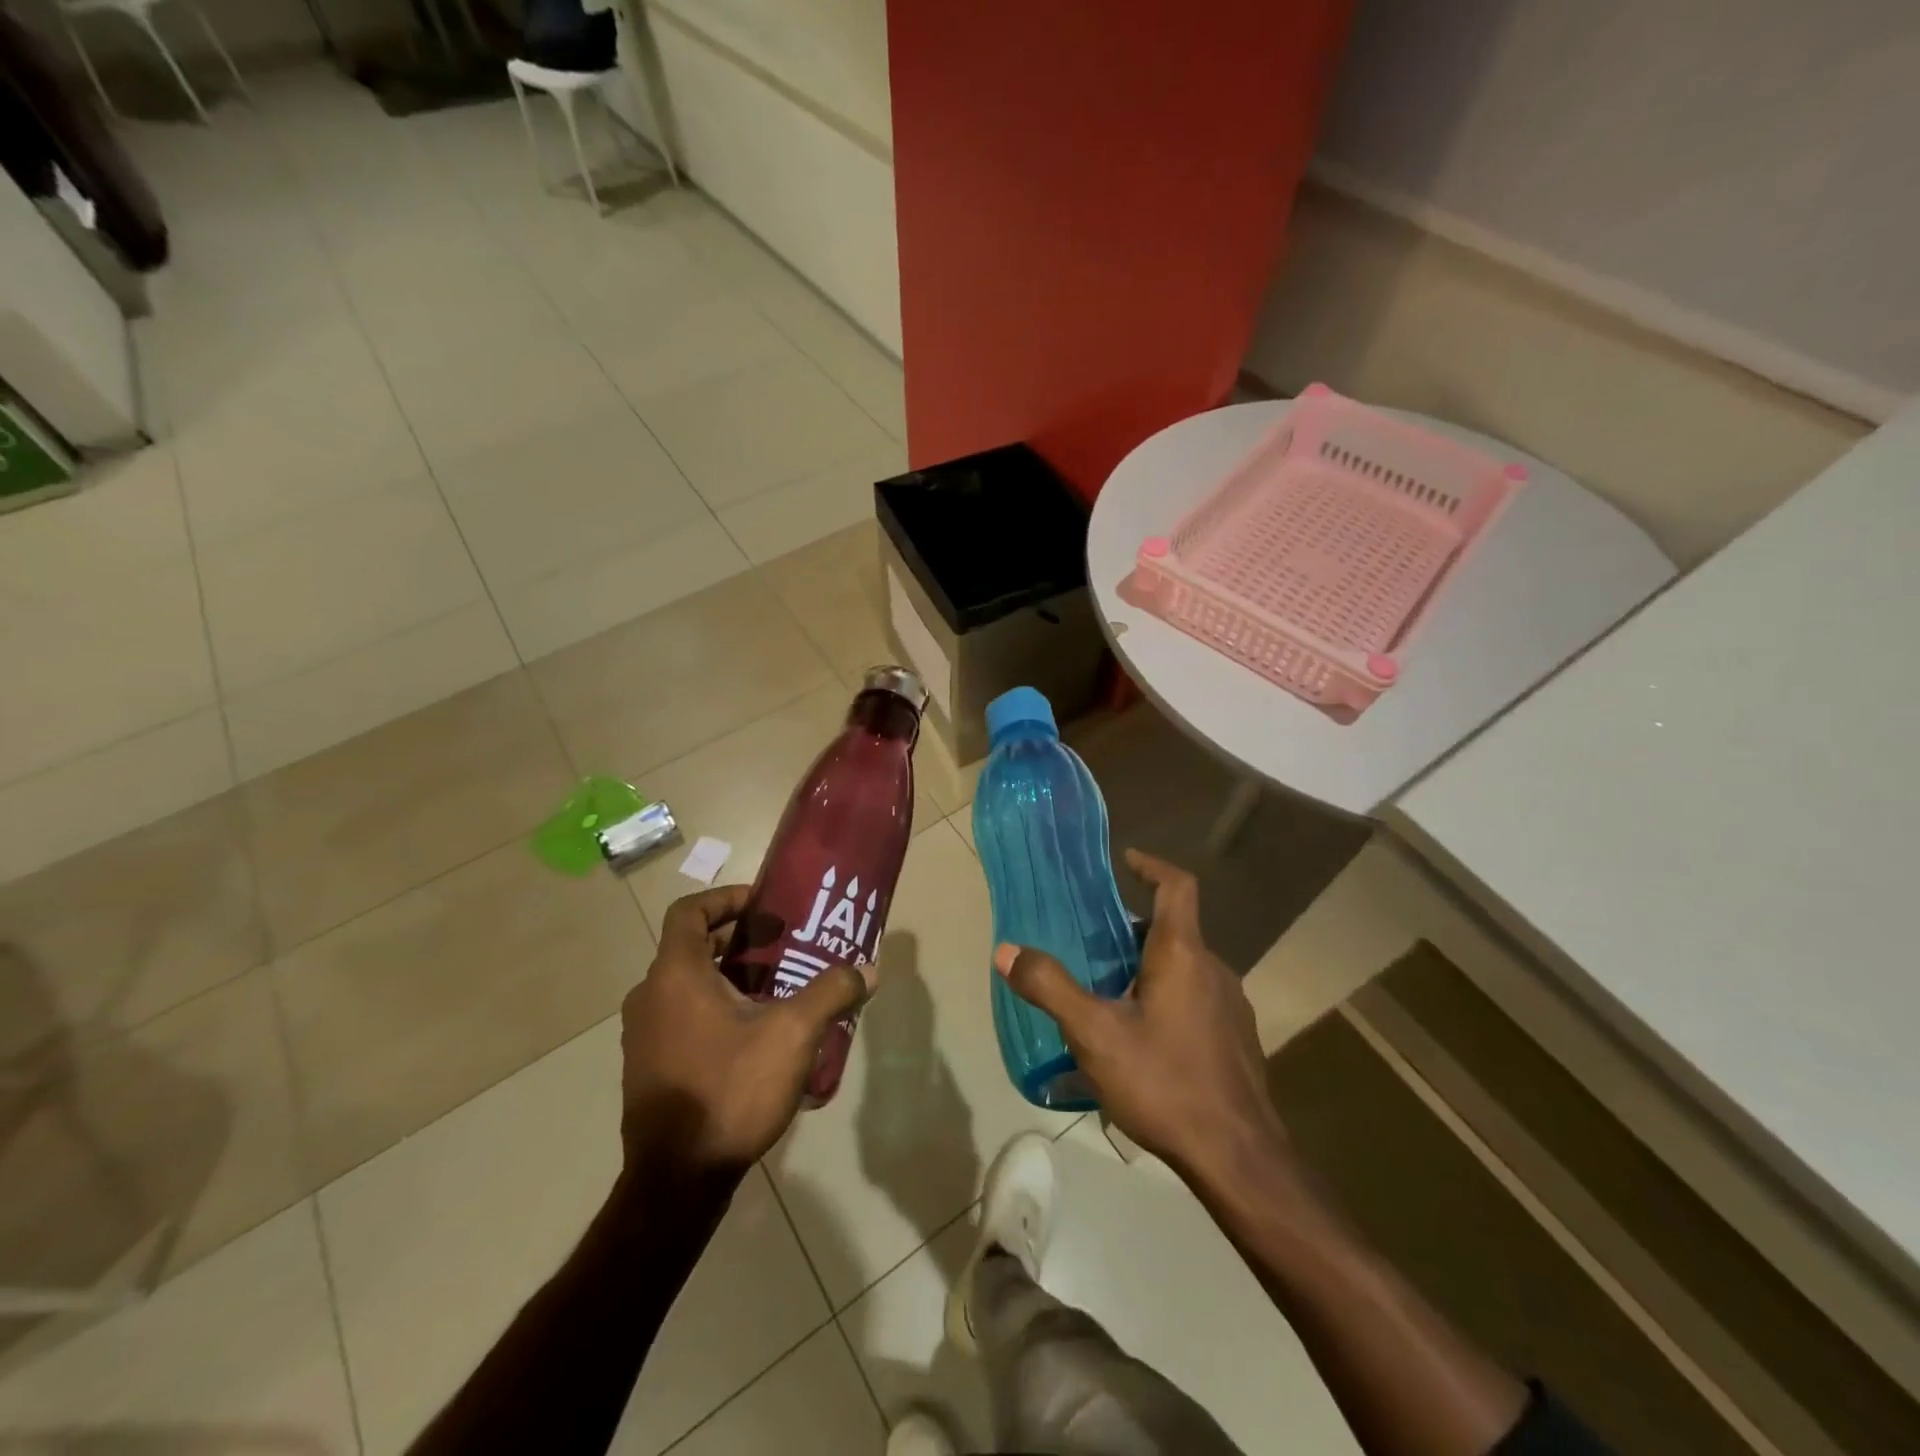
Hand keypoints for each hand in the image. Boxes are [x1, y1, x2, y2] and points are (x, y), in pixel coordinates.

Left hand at [620, 885, 869, 1180]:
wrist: (677, 1180)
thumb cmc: (730, 1089)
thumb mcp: (793, 1034)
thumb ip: (831, 992)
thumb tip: (867, 970)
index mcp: (675, 975)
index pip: (689, 911)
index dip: (726, 899)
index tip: (763, 905)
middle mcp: (650, 996)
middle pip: (692, 947)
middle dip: (739, 940)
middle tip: (783, 945)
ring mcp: (643, 1035)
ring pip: (688, 984)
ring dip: (729, 976)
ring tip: (776, 988)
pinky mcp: (648, 1066)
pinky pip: (681, 1016)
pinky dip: (714, 1007)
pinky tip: (754, 1035)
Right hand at [994, 850, 1289, 1187]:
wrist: (1238, 1158)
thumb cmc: (1165, 1082)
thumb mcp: (1094, 1035)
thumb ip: (1050, 988)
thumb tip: (1007, 950)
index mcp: (1183, 954)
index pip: (1177, 886)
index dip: (1152, 865)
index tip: (1126, 860)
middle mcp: (1214, 970)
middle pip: (1173, 930)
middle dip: (1132, 930)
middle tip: (1092, 944)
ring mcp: (1231, 1007)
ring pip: (1185, 968)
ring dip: (1148, 968)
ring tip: (1109, 995)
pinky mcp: (1236, 1041)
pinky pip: (1197, 1000)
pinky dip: (1167, 999)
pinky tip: (1142, 1042)